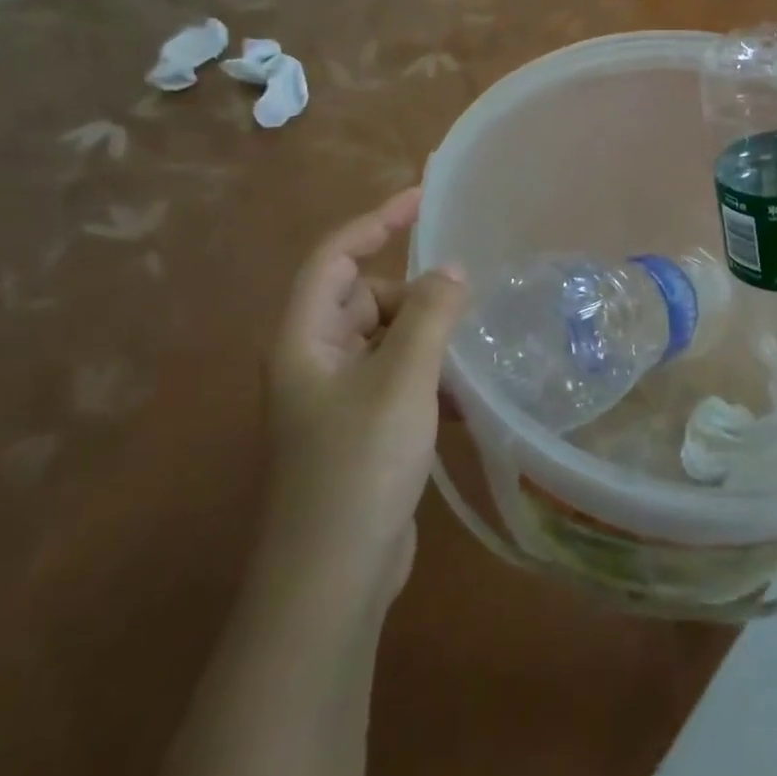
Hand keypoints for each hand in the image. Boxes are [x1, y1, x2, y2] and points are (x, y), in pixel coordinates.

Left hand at [266, 187, 467, 613]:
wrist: (332, 578)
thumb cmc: (359, 465)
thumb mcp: (402, 379)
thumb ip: (430, 315)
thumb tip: (453, 269)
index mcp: (305, 338)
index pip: (334, 256)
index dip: (375, 220)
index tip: (423, 198)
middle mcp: (315, 360)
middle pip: (366, 297)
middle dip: (415, 295)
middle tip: (463, 309)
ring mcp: (337, 397)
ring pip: (388, 339)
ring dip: (428, 337)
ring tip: (471, 351)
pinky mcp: (362, 428)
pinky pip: (399, 376)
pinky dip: (430, 374)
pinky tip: (466, 397)